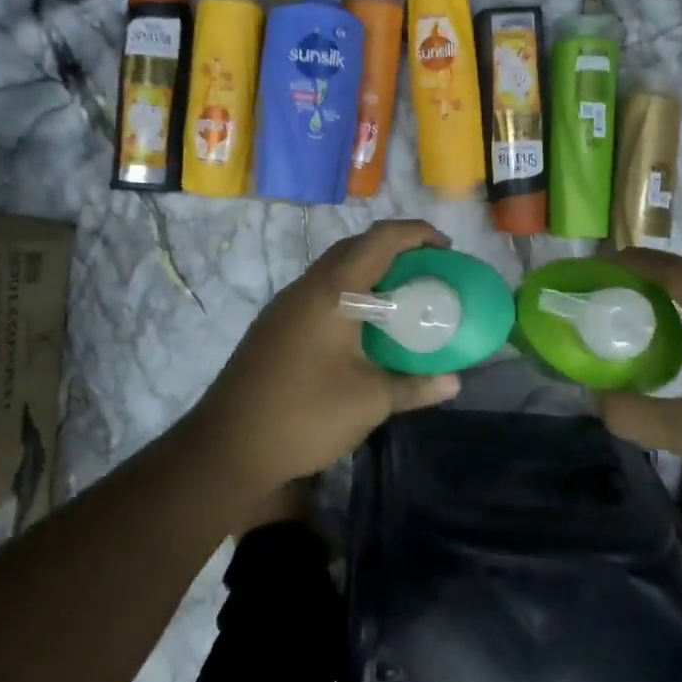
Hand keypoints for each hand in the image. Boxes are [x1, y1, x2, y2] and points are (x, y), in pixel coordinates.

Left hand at [194, 219, 461, 491]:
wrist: (227, 448)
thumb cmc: (304, 416)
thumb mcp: (369, 402)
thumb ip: (415, 386)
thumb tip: (454, 383)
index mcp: (332, 292)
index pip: (381, 239)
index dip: (418, 233)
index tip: (447, 250)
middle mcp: (307, 287)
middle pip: (356, 246)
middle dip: (396, 249)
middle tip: (427, 273)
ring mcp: (286, 305)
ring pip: (334, 269)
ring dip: (370, 271)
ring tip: (402, 297)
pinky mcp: (275, 326)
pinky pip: (320, 291)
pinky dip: (350, 292)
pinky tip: (364, 327)